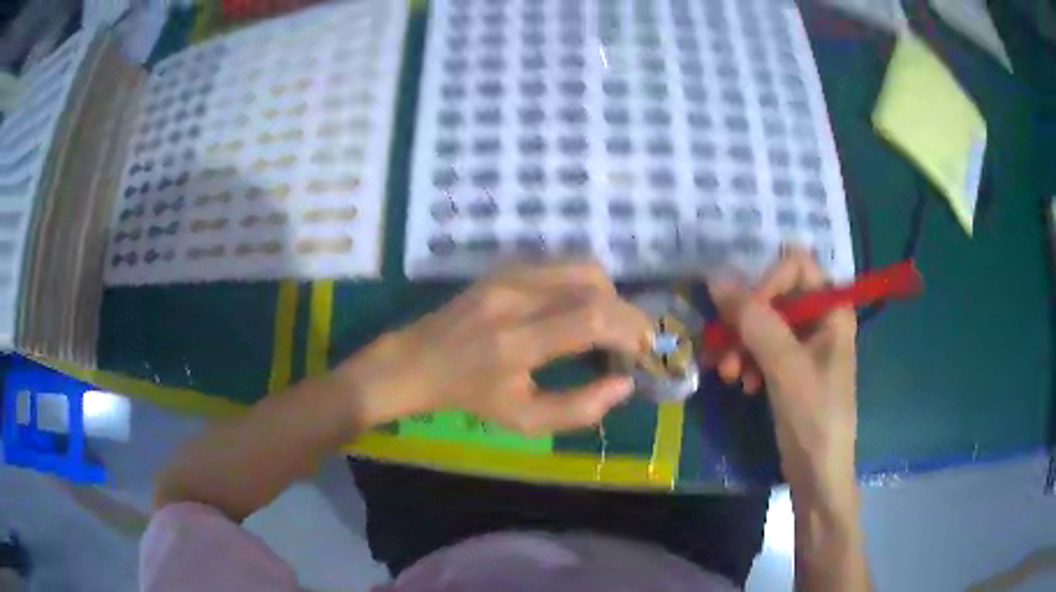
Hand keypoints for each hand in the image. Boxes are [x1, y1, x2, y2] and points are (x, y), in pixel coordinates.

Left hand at [338, 262, 652, 434]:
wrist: (416, 361)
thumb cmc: (468, 397)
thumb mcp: (522, 419)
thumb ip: (579, 409)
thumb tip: (624, 384)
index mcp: (515, 343)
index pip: (590, 320)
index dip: (629, 331)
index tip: (644, 350)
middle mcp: (514, 299)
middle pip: (594, 287)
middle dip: (628, 313)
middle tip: (635, 341)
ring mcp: (507, 276)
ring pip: (582, 267)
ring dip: (609, 295)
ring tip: (609, 326)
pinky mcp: (504, 267)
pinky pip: (561, 264)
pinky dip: (585, 284)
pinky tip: (580, 309)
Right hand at [708, 249, 857, 501]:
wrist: (818, 473)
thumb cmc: (814, 417)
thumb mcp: (786, 367)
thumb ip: (755, 320)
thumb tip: (716, 277)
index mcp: (832, 308)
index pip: (795, 266)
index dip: (767, 283)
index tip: (744, 315)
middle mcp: (819, 318)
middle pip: (775, 294)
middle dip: (746, 320)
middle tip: (723, 347)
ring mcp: (803, 343)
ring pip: (762, 322)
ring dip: (740, 344)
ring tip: (729, 373)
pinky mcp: (788, 366)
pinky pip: (760, 347)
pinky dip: (746, 360)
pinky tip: (741, 383)